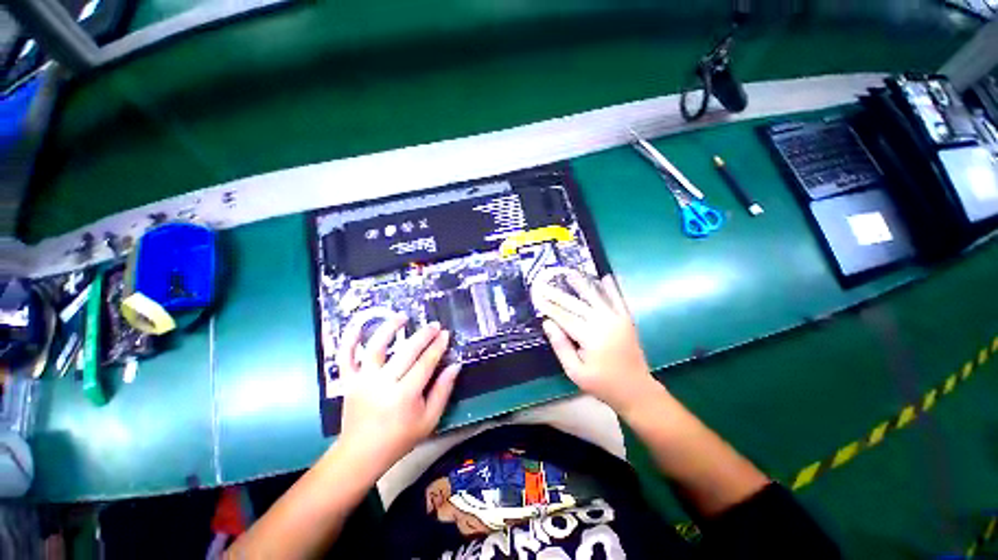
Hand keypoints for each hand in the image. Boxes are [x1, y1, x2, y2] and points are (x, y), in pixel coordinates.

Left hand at [335, 315, 460, 475]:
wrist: (361, 454)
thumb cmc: (400, 438)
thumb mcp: (430, 419)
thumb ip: (444, 390)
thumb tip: (456, 365)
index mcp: (404, 395)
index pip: (426, 363)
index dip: (438, 346)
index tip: (446, 334)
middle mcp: (383, 383)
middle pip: (406, 351)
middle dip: (423, 335)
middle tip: (434, 325)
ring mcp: (363, 380)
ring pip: (376, 347)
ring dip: (390, 328)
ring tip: (403, 316)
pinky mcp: (348, 381)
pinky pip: (346, 356)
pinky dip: (350, 339)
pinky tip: (360, 325)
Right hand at [532, 273, 661, 414]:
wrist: (637, 391)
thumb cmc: (603, 385)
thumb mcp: (575, 372)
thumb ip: (561, 346)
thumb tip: (548, 323)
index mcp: (591, 337)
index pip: (565, 317)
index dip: (549, 306)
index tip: (537, 296)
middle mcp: (604, 322)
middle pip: (577, 304)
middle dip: (558, 294)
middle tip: (545, 284)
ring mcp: (617, 319)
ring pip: (596, 297)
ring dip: (582, 284)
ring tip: (570, 273)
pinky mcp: (626, 320)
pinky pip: (618, 300)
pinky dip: (611, 288)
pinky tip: (605, 277)